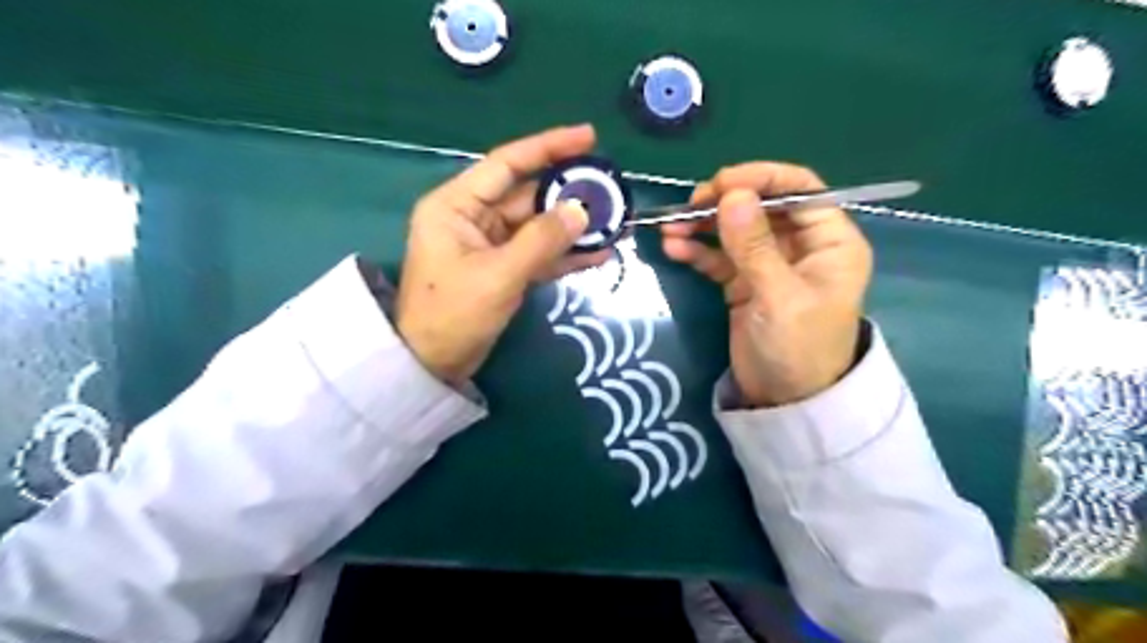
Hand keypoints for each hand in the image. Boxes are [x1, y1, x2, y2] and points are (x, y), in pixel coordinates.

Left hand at [396, 125, 607, 387]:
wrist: (433, 364)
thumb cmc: (453, 314)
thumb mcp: (498, 275)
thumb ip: (542, 240)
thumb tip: (582, 211)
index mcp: (457, 205)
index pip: (507, 163)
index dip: (548, 147)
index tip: (588, 137)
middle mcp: (473, 217)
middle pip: (528, 195)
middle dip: (570, 194)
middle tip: (612, 190)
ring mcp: (490, 244)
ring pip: (538, 226)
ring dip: (573, 227)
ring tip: (615, 222)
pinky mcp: (504, 269)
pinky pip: (539, 253)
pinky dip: (565, 254)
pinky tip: (599, 253)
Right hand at [663, 165, 868, 405]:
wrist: (785, 401)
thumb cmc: (798, 348)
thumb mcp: (779, 296)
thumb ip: (755, 246)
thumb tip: (731, 195)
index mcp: (829, 241)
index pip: (801, 189)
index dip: (761, 179)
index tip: (721, 184)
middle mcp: (801, 245)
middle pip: (762, 206)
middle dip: (724, 203)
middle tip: (689, 206)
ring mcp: (769, 264)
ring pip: (735, 230)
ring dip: (703, 226)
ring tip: (670, 228)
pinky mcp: (744, 283)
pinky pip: (720, 257)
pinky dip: (698, 251)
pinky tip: (674, 248)